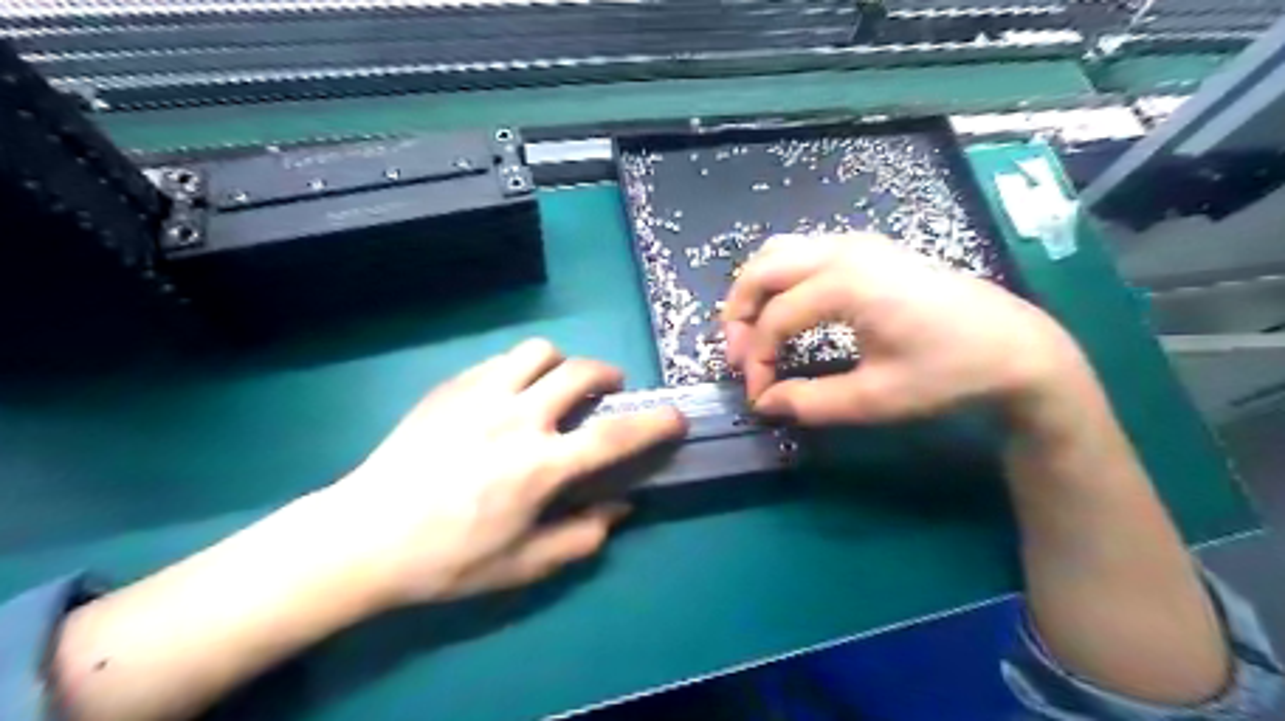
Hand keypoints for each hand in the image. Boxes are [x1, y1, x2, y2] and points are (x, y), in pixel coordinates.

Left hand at [315, 338, 685, 606]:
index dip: (654, 423)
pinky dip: (520, 370)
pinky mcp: (451, 387)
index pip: (614, 436)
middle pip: (580, 372)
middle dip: (608, 377)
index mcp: (540, 466)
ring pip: (539, 351)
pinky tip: (509, 395)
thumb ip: (582, 536)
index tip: (675, 416)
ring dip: (561, 365)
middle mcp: (517, 418)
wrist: (363, 536)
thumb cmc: (447, 558)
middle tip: (608, 392)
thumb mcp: (522, 565)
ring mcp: (480, 395)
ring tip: (555, 386)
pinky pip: (500, 360)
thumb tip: (621, 509)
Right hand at [720, 232, 1082, 425]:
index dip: (757, 361)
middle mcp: (844, 250)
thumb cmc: (949, 373)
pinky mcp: (868, 248)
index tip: (759, 396)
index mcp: (847, 284)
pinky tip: (788, 311)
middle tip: (740, 356)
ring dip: (756, 291)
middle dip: (739, 314)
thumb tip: (765, 403)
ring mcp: (857, 243)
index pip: (775, 320)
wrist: (1016, 347)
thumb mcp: (876, 399)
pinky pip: (803, 252)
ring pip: (779, 252)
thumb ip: (810, 402)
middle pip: (762, 269)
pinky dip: (780, 279)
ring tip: (756, 333)